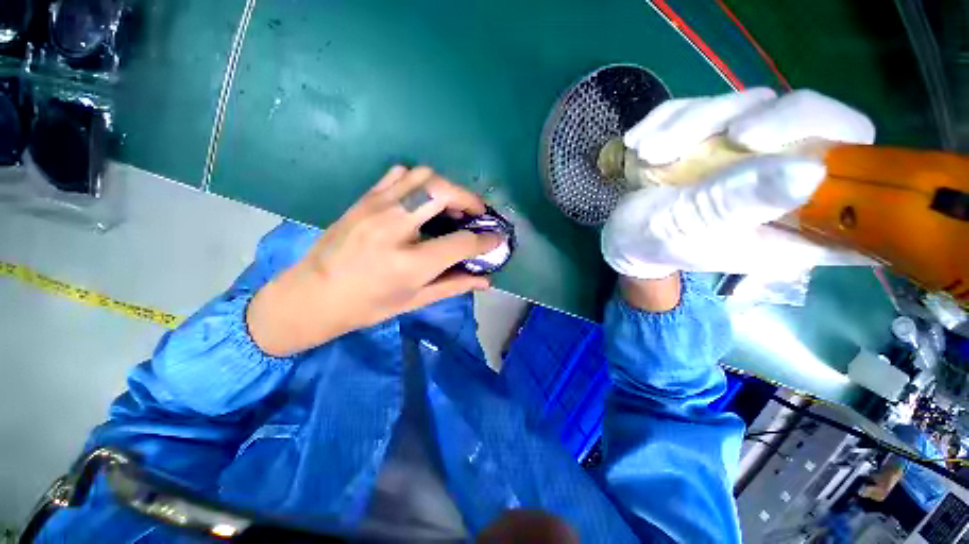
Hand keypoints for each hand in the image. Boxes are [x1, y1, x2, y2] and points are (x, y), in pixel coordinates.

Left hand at [247, 166, 500, 355]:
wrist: (312, 296)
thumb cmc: (367, 306)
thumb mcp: (415, 301)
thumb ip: (454, 285)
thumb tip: (486, 280)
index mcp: (410, 263)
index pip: (461, 242)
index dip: (486, 240)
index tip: (497, 238)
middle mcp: (394, 228)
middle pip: (442, 192)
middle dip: (469, 199)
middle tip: (476, 213)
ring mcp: (376, 208)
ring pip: (422, 175)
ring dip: (445, 187)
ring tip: (451, 205)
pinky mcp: (364, 199)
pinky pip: (398, 175)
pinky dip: (419, 181)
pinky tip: (422, 199)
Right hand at [602, 88, 875, 279]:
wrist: (624, 233)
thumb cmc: (652, 242)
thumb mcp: (687, 228)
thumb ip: (736, 204)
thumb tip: (809, 171)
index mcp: (794, 225)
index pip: (858, 182)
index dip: (847, 155)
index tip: (787, 147)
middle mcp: (786, 182)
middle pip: (818, 120)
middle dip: (767, 118)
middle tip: (729, 135)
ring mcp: (754, 152)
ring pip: (755, 103)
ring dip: (693, 121)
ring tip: (647, 152)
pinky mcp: (721, 134)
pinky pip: (709, 103)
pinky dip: (670, 117)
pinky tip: (640, 143)